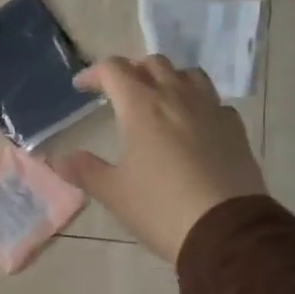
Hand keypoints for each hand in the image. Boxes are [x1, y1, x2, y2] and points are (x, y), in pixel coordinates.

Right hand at [55, 57, 266, 262]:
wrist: (225, 230)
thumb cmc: (160, 207)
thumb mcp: (114, 193)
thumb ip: (85, 171)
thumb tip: (59, 160)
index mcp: (141, 107)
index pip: (113, 70)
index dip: (94, 74)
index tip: (81, 87)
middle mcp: (176, 97)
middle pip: (153, 64)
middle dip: (132, 71)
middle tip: (119, 92)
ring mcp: (210, 109)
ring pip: (188, 74)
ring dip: (168, 79)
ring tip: (158, 99)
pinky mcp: (235, 127)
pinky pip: (213, 101)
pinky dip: (197, 104)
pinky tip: (193, 125)